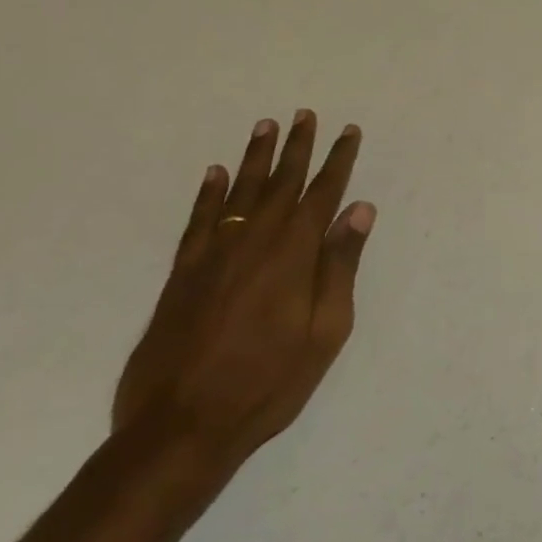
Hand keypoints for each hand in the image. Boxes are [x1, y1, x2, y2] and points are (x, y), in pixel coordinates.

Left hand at [113, 110, 374, 470]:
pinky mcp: (183, 273)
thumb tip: (359, 210)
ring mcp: (214, 254)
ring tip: (267, 126)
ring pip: (240, 192)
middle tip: (306, 115)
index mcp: (294, 254)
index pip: (322, 194)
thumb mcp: (326, 331)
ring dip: (256, 157)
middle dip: (298, 147)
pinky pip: (199, 219)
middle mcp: (254, 241)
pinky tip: (216, 173)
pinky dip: (208, 193)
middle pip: (281, 183)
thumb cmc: (269, 382)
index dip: (338, 161)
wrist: (182, 426)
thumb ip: (340, 266)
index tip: (348, 132)